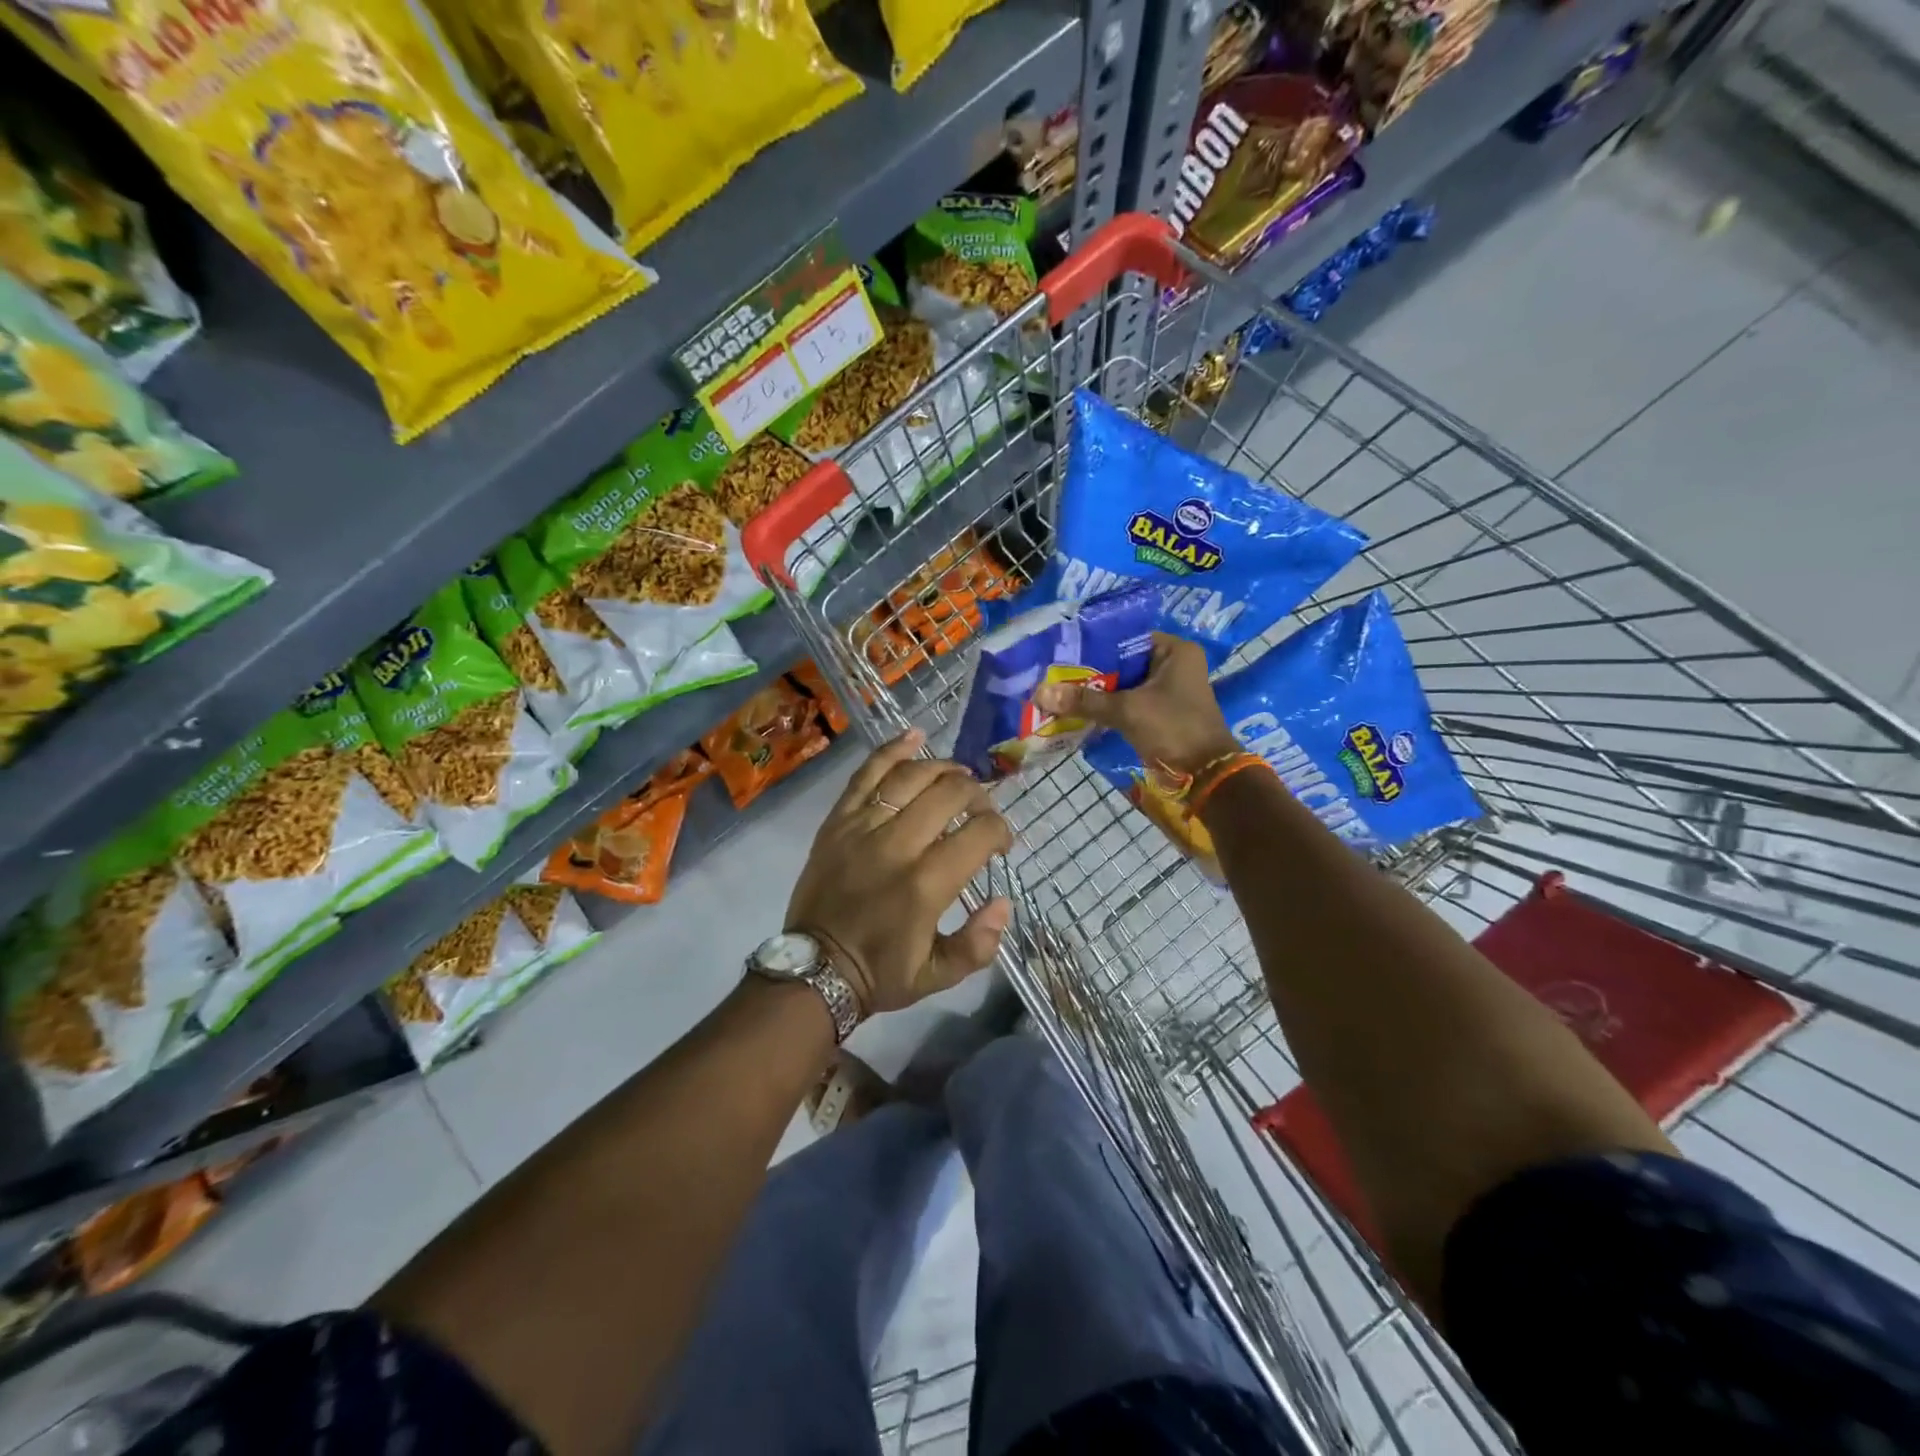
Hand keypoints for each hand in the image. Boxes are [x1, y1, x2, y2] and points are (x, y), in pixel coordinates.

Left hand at [786, 729, 1013, 1014]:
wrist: (813, 968)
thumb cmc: (881, 973)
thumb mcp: (938, 976)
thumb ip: (979, 943)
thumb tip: (1004, 902)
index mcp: (926, 885)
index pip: (979, 833)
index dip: (1001, 831)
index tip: (1001, 845)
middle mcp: (897, 845)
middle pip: (949, 793)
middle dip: (978, 795)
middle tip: (982, 810)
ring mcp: (863, 827)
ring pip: (911, 776)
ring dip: (943, 769)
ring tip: (959, 776)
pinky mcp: (838, 820)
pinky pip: (866, 773)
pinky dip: (892, 749)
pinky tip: (914, 736)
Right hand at [1033, 632, 1237, 777]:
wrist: (1206, 774)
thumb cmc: (1172, 729)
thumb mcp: (1126, 710)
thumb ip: (1084, 700)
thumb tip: (1041, 693)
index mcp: (1174, 651)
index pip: (1124, 638)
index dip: (1092, 646)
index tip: (1062, 654)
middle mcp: (1173, 664)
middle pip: (1122, 662)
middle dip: (1090, 672)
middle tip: (1055, 674)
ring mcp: (1168, 689)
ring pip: (1123, 684)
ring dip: (1097, 692)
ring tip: (1060, 691)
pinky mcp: (1160, 711)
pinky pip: (1128, 702)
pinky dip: (1107, 707)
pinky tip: (1079, 710)